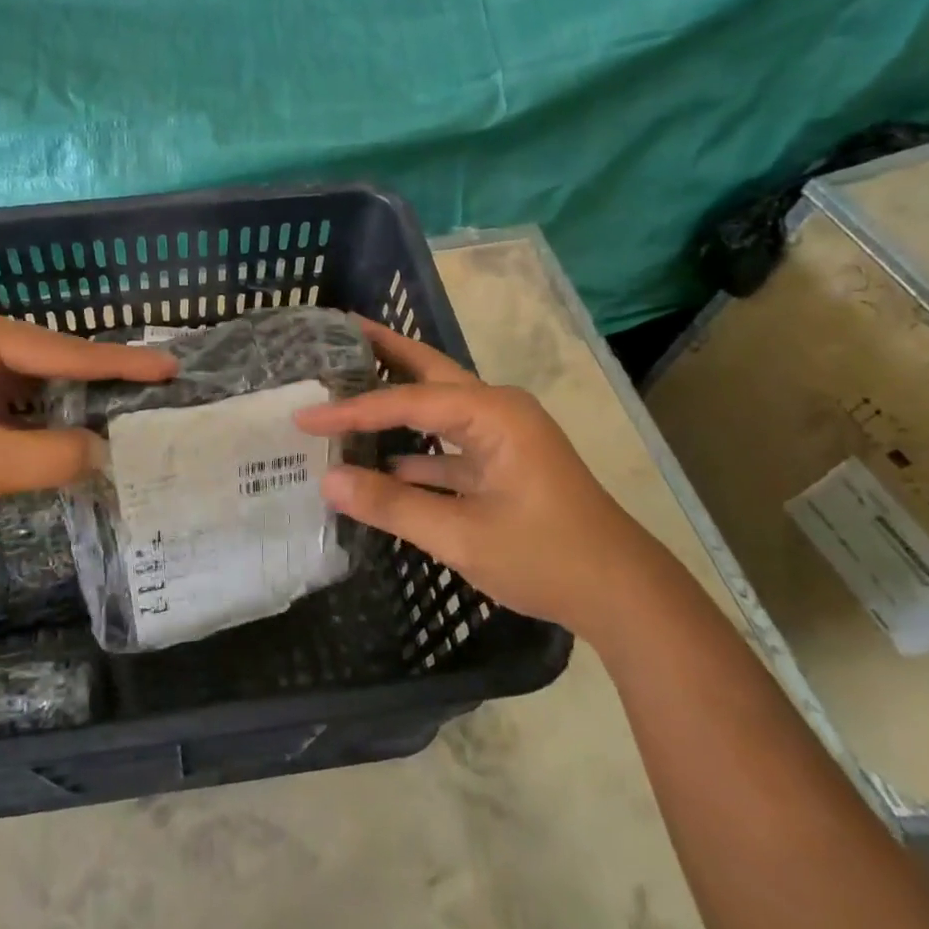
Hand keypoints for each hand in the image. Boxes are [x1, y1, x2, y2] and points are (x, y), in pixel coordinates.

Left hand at [0, 307, 175, 528]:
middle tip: (155, 383)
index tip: (168, 365)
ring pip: (37, 378)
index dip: (119, 363)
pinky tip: (75, 426)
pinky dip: (47, 412)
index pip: (63, 352)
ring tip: (128, 403)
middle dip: (101, 376)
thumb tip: (104, 452)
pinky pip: (18, 395)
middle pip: (53, 357)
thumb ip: (52, 456)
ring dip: (75, 396)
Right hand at [294, 320, 663, 634]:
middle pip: (428, 371)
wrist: (623, 596)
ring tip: (346, 385)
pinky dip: (413, 446)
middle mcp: (497, 410)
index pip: (406, 400)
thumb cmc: (547, 557)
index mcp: (492, 413)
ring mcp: (502, 436)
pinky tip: (379, 459)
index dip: (351, 409)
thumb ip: (392, 504)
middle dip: (383, 350)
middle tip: (336, 333)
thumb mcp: (462, 535)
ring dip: (395, 398)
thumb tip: (328, 481)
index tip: (304, 414)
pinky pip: (447, 442)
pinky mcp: (503, 463)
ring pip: (436, 405)